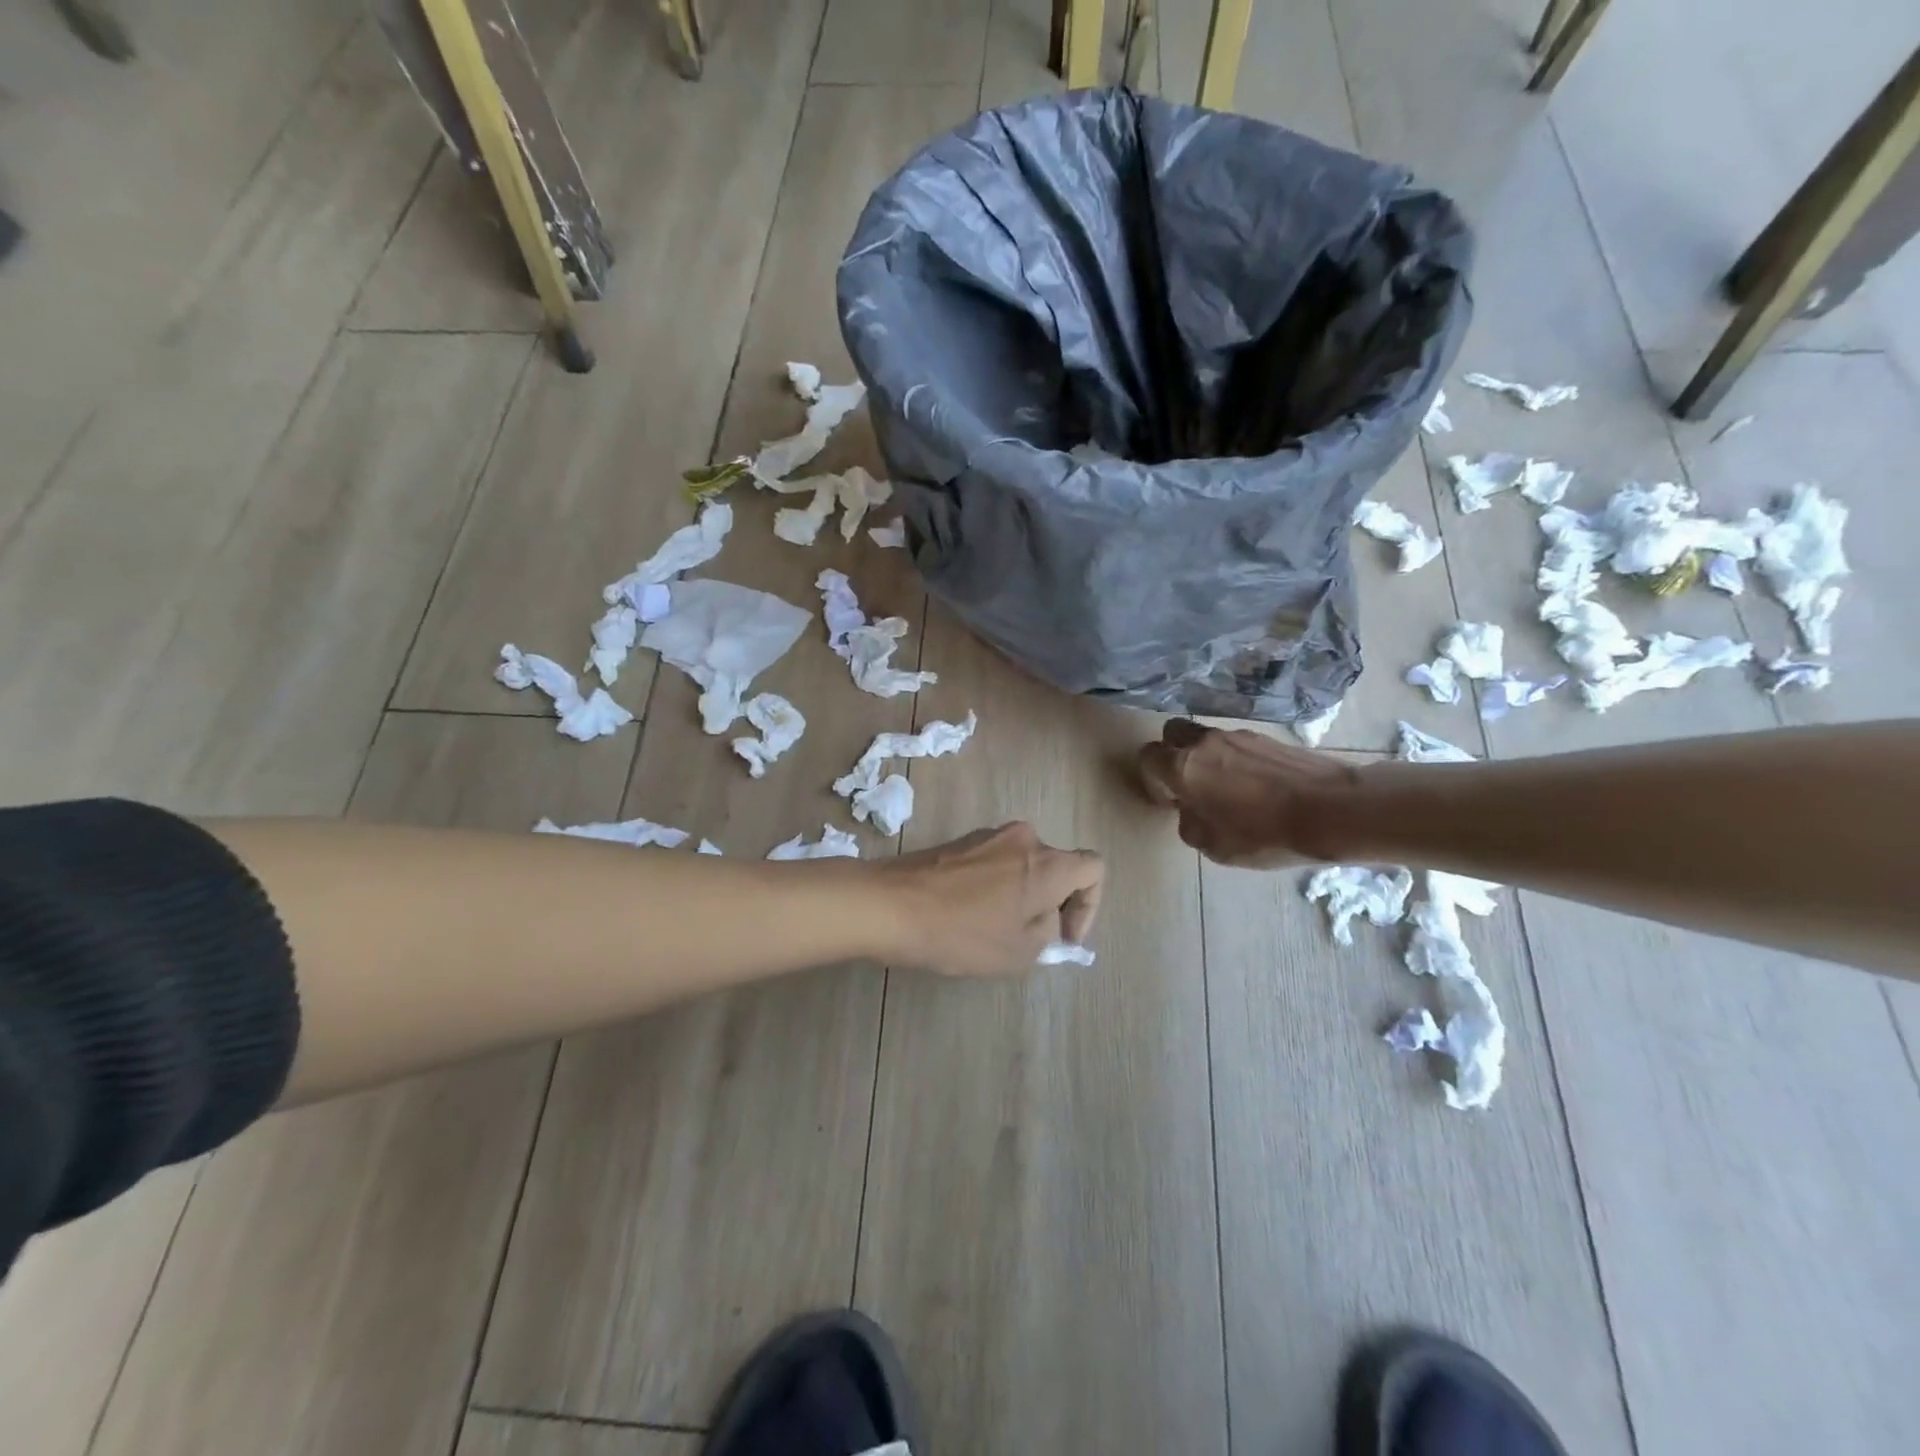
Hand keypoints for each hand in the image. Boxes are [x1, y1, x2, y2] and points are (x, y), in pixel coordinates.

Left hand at [879, 822, 1103, 975]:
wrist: (890, 905)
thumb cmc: (963, 932)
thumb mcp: (1019, 951)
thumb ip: (1048, 933)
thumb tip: (1046, 919)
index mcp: (1047, 862)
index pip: (1094, 869)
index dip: (1089, 906)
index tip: (1063, 936)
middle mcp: (1024, 838)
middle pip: (1056, 866)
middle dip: (1052, 903)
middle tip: (1030, 939)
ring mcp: (988, 836)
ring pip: (1023, 865)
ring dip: (1022, 895)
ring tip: (996, 931)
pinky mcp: (959, 842)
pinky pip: (994, 863)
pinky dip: (995, 887)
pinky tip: (969, 916)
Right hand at [1138, 719, 1357, 866]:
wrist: (1332, 810)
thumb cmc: (1263, 834)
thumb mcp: (1213, 847)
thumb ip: (1189, 824)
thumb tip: (1191, 811)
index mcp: (1183, 767)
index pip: (1147, 757)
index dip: (1151, 779)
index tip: (1168, 801)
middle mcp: (1205, 743)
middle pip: (1172, 733)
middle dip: (1172, 753)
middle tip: (1187, 783)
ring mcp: (1238, 736)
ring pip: (1206, 738)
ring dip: (1206, 757)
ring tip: (1227, 788)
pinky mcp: (1267, 738)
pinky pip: (1236, 744)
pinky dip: (1236, 760)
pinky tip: (1255, 786)